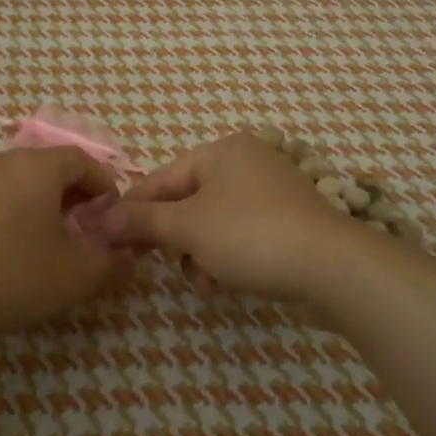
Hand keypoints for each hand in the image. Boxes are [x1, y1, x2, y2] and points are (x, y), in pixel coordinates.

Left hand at [0, 147, 127, 345]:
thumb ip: (110, 262)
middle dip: (70, 197)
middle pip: (45, 169)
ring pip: (12, 184)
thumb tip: (127, 255)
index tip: (111, 216)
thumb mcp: (74, 275)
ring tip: (39, 246)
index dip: (103, 185)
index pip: (82, 160)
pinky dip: (1, 217)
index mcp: (35, 167)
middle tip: (80, 233)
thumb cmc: (9, 275)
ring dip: (34, 207)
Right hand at [107, 132, 371, 304]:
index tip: (108, 237)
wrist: (332, 268)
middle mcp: (246, 163)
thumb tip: (103, 217)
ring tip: (199, 279)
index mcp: (221, 151)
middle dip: (170, 235)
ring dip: (197, 252)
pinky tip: (222, 283)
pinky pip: (239, 235)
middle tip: (147, 262)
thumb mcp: (188, 227)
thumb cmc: (251, 235)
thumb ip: (143, 220)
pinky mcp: (287, 224)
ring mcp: (270, 193)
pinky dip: (225, 257)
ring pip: (212, 222)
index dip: (132, 209)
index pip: (161, 178)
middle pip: (187, 200)